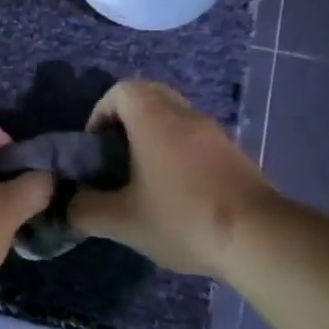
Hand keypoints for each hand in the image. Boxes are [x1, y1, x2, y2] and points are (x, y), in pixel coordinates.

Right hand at [68, 80, 270, 275]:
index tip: (94, 146)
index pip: (121, 90)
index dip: (100, 112)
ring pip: (175, 117)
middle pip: (149, 96)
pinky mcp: (233, 154)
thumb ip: (86, 210)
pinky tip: (174, 190)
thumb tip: (70, 205)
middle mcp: (185, 115)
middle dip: (126, 120)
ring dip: (153, 135)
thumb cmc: (182, 219)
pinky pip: (195, 138)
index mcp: (154, 119)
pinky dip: (177, 151)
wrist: (258, 238)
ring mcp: (214, 133)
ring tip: (141, 176)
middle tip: (114, 155)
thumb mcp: (122, 221)